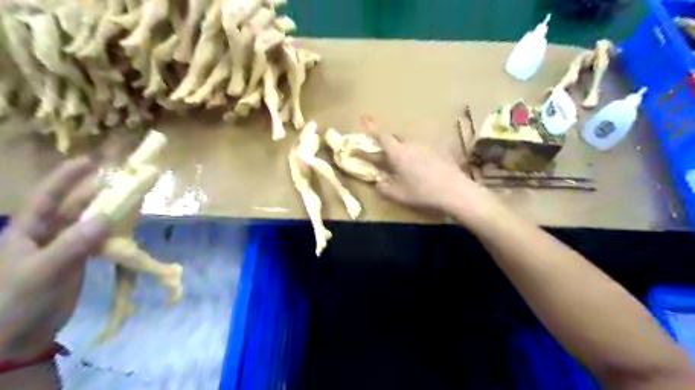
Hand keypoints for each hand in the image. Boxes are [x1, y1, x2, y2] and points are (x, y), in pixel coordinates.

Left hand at [0, 158, 108, 359]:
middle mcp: (46, 233)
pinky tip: (127, 225)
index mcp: (27, 231)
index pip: (46, 198)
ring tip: (131, 200)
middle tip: (122, 182)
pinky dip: (114, 230)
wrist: (20, 336)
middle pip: (73, 206)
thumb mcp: (42, 272)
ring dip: (109, 211)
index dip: (66, 178)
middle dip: (96, 192)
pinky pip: (99, 237)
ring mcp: (65, 245)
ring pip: (89, 221)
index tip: (90, 162)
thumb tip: (107, 217)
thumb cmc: (18, 301)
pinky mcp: (80, 257)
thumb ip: (73, 244)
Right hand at [375, 135, 493, 213]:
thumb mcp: (398, 195)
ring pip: (410, 140)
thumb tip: (377, 183)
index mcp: (398, 153)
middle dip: (388, 141)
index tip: (364, 117)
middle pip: (396, 136)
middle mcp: (412, 144)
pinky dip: (417, 152)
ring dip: (403, 146)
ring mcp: (427, 145)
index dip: (371, 128)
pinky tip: (423, 166)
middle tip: (386, 153)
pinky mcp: (440, 149)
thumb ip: (384, 188)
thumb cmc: (422, 193)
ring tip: (406, 162)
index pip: (382, 136)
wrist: (455, 191)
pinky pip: (423, 146)